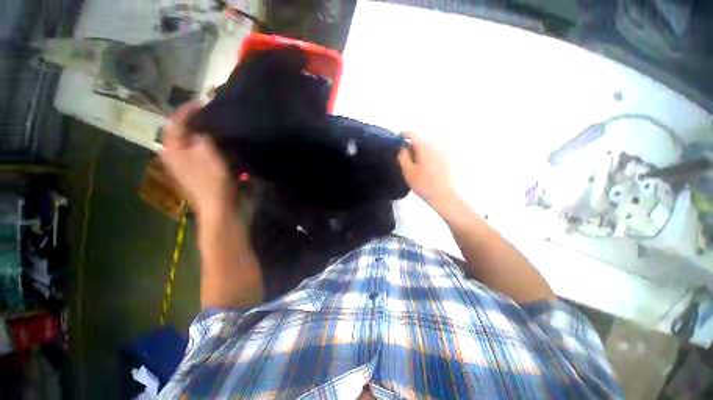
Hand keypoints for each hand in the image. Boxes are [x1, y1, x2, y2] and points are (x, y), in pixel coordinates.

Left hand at [161, 102, 233, 214]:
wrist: (219, 206)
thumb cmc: (212, 179)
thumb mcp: (207, 152)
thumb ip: (202, 135)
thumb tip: (203, 127)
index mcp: (172, 149)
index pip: (175, 123)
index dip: (187, 110)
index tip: (202, 102)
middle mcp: (174, 156)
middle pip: (182, 133)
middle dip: (194, 122)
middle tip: (210, 114)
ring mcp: (185, 166)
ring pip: (191, 143)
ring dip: (202, 134)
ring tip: (215, 127)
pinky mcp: (196, 173)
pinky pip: (199, 153)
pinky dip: (207, 146)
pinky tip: (217, 145)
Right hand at [397, 132, 456, 210]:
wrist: (443, 196)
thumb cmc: (423, 184)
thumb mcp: (408, 171)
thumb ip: (402, 156)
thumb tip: (401, 147)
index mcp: (425, 147)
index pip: (411, 135)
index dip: (401, 136)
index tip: (395, 141)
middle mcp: (436, 145)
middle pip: (419, 142)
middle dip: (410, 148)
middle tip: (404, 160)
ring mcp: (443, 152)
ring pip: (426, 148)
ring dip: (419, 153)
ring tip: (415, 167)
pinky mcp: (448, 159)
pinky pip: (433, 153)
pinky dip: (426, 157)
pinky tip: (425, 169)